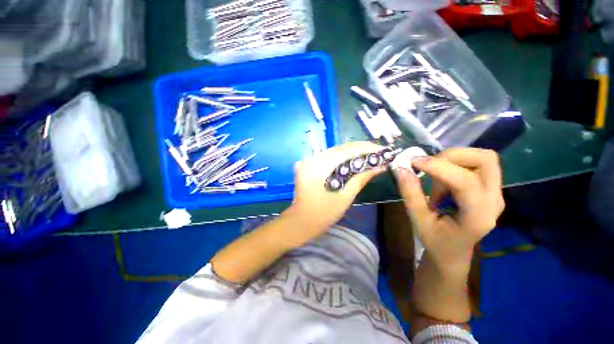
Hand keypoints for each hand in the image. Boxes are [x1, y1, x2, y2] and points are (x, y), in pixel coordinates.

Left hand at [285, 141, 385, 241]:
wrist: (301, 221)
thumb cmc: (323, 214)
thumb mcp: (345, 197)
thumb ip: (361, 179)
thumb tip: (380, 166)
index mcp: (318, 168)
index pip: (344, 151)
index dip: (364, 148)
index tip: (381, 149)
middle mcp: (310, 160)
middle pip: (338, 149)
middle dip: (359, 149)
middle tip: (378, 150)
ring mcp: (307, 161)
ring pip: (333, 152)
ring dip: (351, 152)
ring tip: (369, 153)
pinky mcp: (308, 165)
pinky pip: (327, 157)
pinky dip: (341, 157)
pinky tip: (353, 159)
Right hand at [395, 148, 504, 273]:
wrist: (453, 252)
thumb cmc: (436, 241)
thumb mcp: (418, 220)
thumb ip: (410, 194)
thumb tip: (401, 168)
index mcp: (477, 216)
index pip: (465, 182)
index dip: (438, 167)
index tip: (413, 162)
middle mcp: (494, 201)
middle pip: (485, 160)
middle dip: (452, 156)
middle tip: (428, 165)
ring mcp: (495, 193)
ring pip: (483, 158)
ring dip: (453, 159)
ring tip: (435, 175)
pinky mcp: (490, 187)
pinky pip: (477, 163)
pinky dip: (456, 162)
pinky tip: (442, 178)